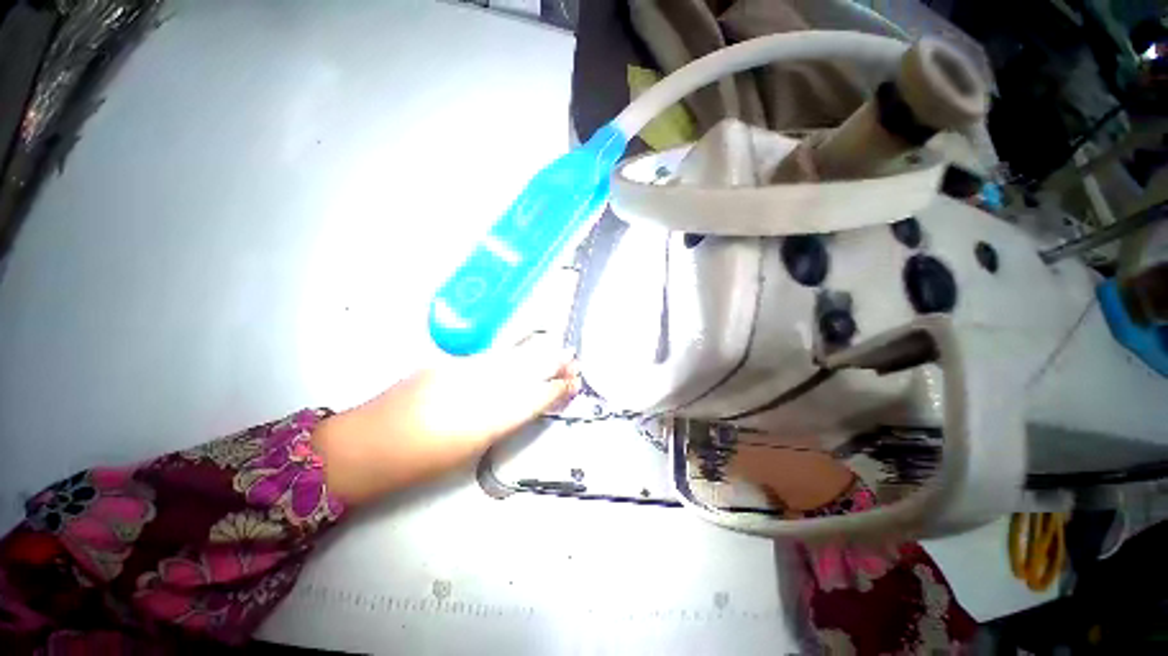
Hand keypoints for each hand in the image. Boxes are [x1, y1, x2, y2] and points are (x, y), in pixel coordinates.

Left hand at [313, 336, 579, 505]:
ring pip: (510, 359)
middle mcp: (477, 391)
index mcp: (485, 422)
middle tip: (574, 360)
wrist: (366, 444)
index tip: (572, 384)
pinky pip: (490, 356)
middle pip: (525, 374)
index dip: (554, 391)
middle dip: (552, 366)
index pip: (531, 400)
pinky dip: (512, 352)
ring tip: (558, 348)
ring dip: (537, 353)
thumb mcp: (468, 449)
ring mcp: (461, 372)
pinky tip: (523, 347)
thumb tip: (522, 405)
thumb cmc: (419, 462)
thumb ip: (499, 423)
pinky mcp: (448, 363)